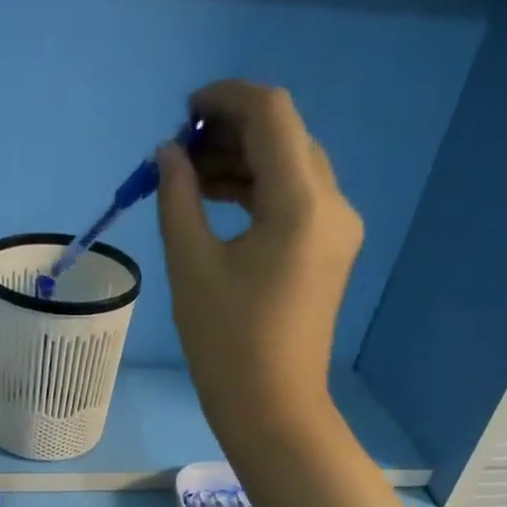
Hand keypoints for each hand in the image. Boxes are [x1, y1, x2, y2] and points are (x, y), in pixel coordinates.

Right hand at [157, 80, 405, 506]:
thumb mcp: (191, 265)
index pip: (272, 115)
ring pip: (291, 167)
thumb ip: (178, 197)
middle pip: (286, 136)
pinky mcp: (329, 251)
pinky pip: (295, 199)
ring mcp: (337, 229)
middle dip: (232, 130)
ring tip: (188, 176)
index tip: (184, 111)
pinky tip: (216, 200)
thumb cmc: (226, 342)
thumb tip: (169, 154)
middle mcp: (332, 205)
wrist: (273, 408)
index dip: (226, 98)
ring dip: (243, 160)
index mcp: (301, 203)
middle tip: (180, 150)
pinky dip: (257, 189)